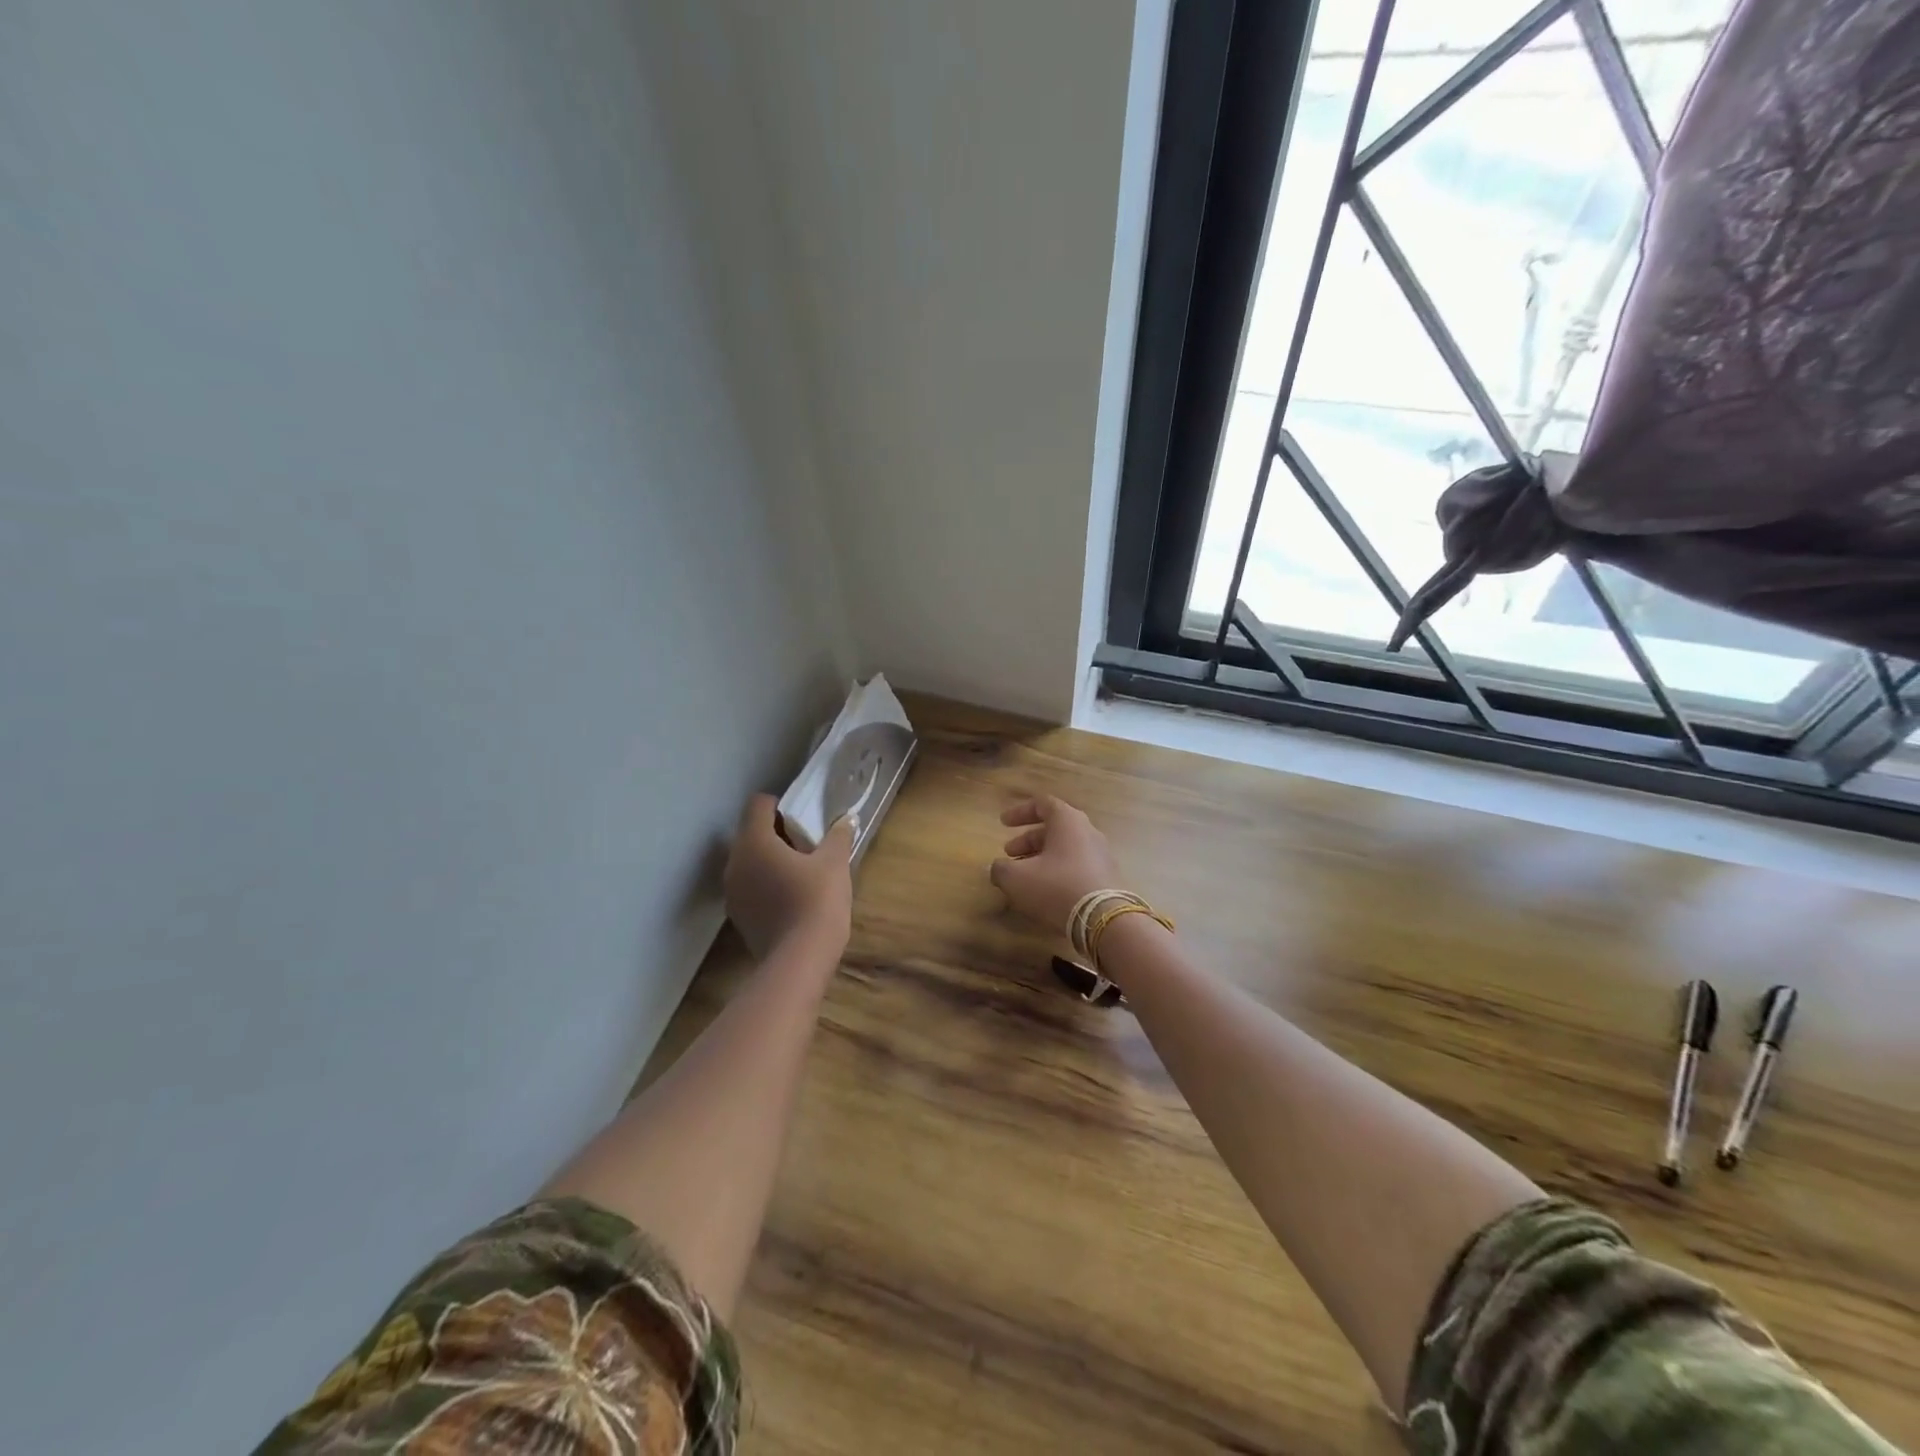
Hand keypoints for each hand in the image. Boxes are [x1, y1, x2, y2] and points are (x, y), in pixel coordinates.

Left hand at [724, 795, 853, 959]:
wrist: (800, 960)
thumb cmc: (817, 901)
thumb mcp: (835, 863)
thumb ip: (838, 836)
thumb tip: (847, 819)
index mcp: (754, 842)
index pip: (758, 804)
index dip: (780, 805)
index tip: (802, 818)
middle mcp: (734, 862)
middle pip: (750, 833)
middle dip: (776, 833)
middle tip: (806, 845)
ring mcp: (732, 892)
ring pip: (748, 861)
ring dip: (769, 860)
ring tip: (800, 872)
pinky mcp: (738, 916)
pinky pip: (750, 886)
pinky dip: (765, 884)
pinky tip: (791, 897)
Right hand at [989, 796, 1123, 935]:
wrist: (1104, 919)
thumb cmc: (1056, 887)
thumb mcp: (1016, 878)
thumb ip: (1000, 869)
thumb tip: (997, 868)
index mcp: (1067, 821)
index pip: (1042, 804)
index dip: (1019, 812)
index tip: (1002, 823)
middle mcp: (1087, 832)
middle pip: (1054, 828)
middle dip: (1028, 840)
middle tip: (1009, 853)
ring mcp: (1101, 855)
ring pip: (1065, 849)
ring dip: (1041, 858)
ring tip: (1023, 875)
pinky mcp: (1107, 877)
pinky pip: (1077, 866)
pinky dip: (1057, 872)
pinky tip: (1045, 891)